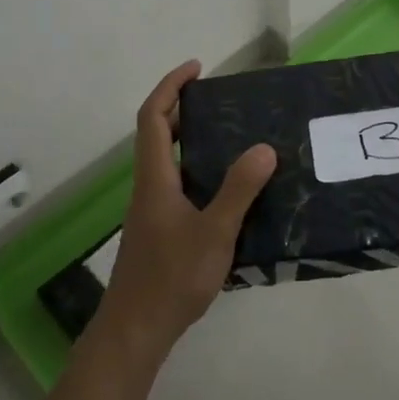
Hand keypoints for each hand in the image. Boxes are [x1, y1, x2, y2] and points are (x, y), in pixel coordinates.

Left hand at [95, 61, 275, 359]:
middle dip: (182, 108)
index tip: (196, 69)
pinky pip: (179, 184)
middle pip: (157, 134)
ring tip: (232, 136)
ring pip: (168, 161)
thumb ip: (238, 190)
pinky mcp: (161, 230)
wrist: (136, 330)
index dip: (170, 87)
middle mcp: (150, 188)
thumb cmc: (171, 278)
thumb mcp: (214, 233)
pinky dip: (199, 169)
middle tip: (220, 100)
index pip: (153, 118)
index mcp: (155, 179)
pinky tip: (229, 189)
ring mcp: (153, 211)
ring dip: (191, 139)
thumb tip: (263, 148)